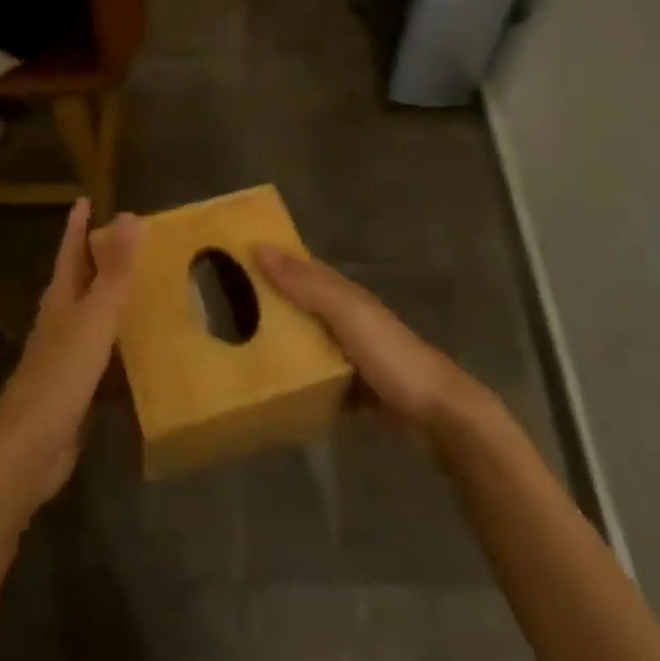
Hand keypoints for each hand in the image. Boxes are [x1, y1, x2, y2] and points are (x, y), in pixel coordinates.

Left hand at [0, 199, 137, 514]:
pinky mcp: (75, 387)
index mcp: (60, 299)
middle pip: (79, 281)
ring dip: (111, 301)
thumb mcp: (95, 315)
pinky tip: (139, 350)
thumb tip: (127, 216)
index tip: (85, 200)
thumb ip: (114, 269)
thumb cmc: (62, 372)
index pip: (71, 251)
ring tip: (141, 287)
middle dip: (97, 259)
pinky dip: (119, 344)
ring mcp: (65, 356)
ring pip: (90, 317)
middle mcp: (59, 321)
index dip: (78, 226)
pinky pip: (102, 354)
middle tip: (127, 240)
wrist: (30, 446)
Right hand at [253, 246, 482, 432]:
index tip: (231, 259)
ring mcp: (351, 354)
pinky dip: (297, 375)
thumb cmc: (390, 354)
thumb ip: (306, 284)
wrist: (437, 412)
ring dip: (280, 338)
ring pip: (307, 339)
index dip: (272, 259)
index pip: (301, 267)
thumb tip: (259, 248)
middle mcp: (347, 318)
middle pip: (301, 303)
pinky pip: (316, 375)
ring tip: (236, 344)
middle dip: (269, 301)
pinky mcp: (353, 388)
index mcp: (345, 294)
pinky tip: (273, 385)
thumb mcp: (346, 313)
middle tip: (223, 307)